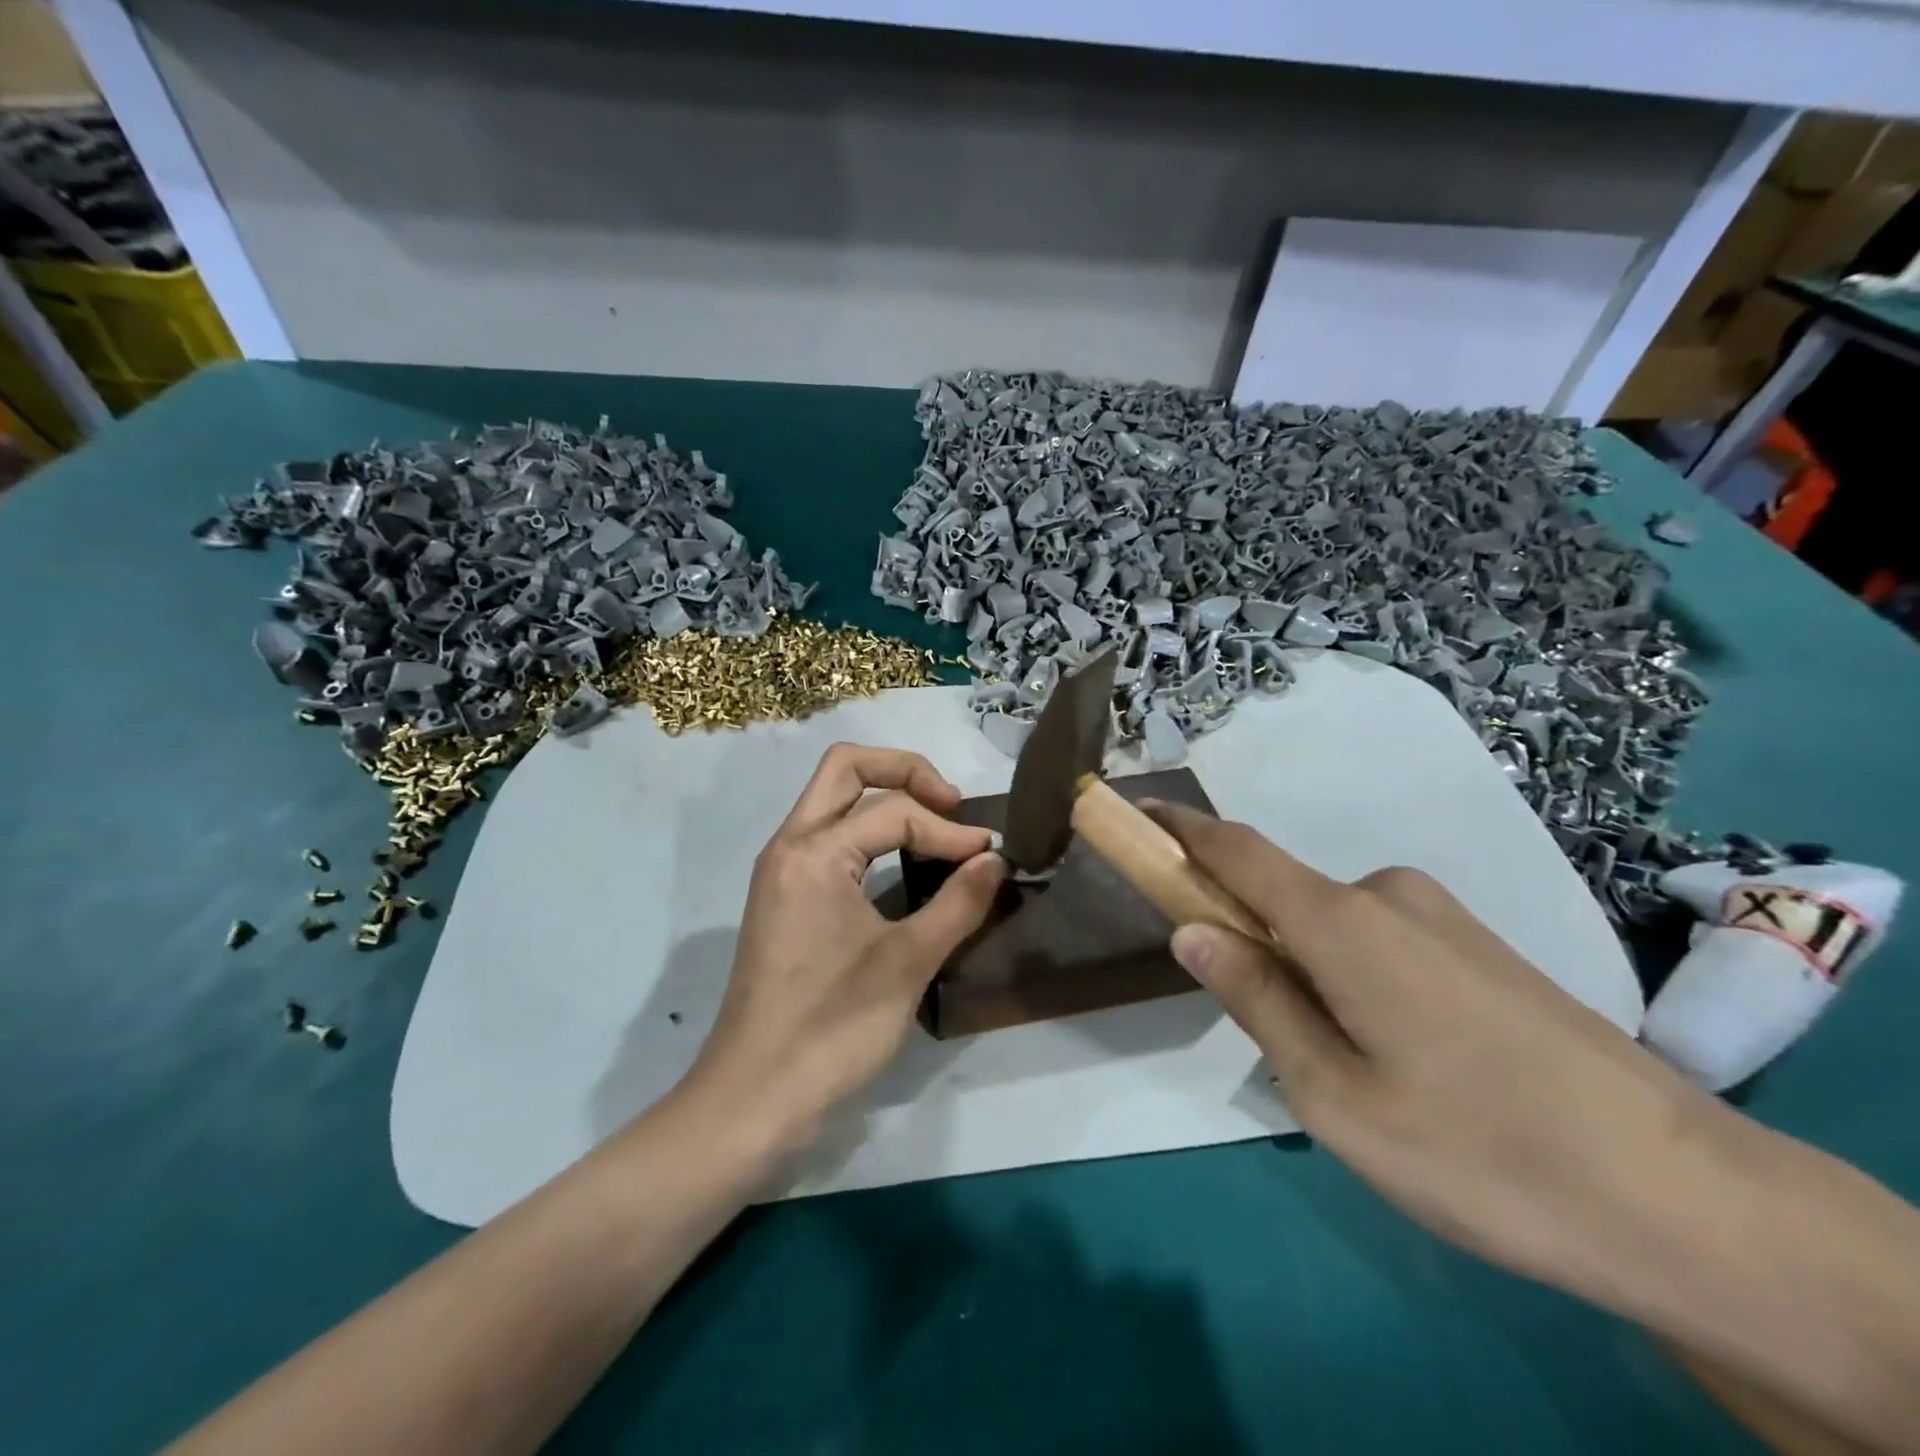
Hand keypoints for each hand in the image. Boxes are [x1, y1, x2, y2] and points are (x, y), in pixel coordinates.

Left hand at [682, 744, 1004, 1151]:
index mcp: (813, 852)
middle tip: (952, 805)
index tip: (990, 859)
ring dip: (886, 797)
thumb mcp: (908, 963)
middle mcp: (789, 846)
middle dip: (905, 771)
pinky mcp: (784, 898)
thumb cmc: (831, 1030)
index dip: (949, 830)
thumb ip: (959, 903)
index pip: (894, 811)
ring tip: (936, 826)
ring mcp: (781, 871)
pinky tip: (904, 860)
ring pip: (833, 799)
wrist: (753, 1100)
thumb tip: (996, 861)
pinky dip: (869, 830)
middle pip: (846, 768)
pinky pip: (829, 837)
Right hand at [1151, 803, 1751, 1301]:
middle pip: (1287, 896)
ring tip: (1357, 1074)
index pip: (1238, 851)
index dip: (1183, 829)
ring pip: (1338, 928)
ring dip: (1312, 970)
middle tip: (1275, 1041)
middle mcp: (1389, 895)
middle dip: (1254, 940)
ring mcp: (1445, 917)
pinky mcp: (1485, 946)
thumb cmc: (1478, 1150)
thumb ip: (1257, 1001)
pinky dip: (1359, 976)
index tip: (1140, 816)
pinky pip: (1386, 942)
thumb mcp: (1334, 1096)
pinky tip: (1413, 1063)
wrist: (1689, 1199)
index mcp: (1342, 922)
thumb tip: (1192, 933)